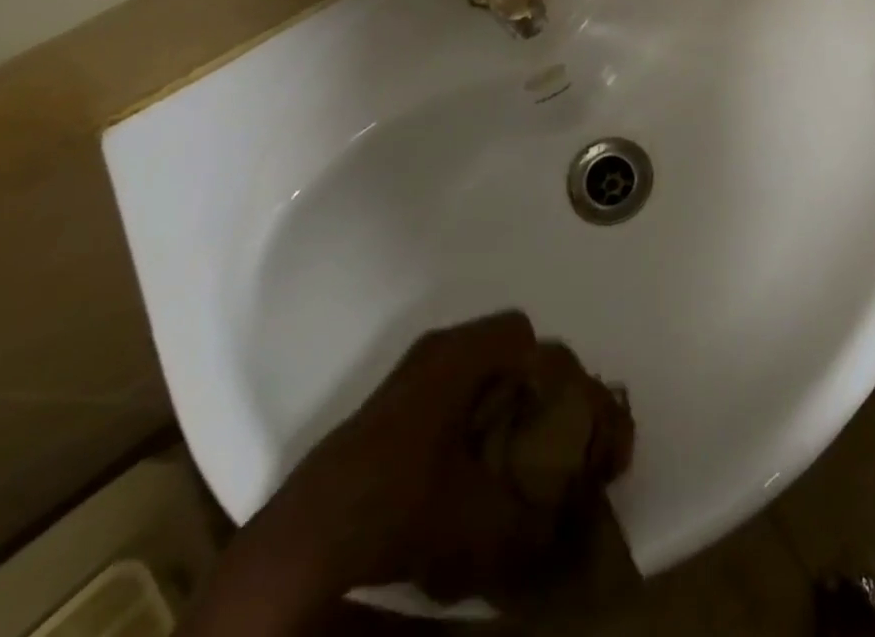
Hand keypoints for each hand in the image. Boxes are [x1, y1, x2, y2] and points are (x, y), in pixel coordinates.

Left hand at [220, 312, 551, 621]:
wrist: (302, 542)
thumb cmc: (400, 506)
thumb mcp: (481, 522)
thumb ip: (537, 521)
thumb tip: (572, 526)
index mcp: (460, 354)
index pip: (523, 332)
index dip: (551, 369)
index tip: (563, 415)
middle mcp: (436, 351)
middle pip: (502, 351)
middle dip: (530, 391)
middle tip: (545, 438)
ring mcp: (408, 375)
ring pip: (474, 374)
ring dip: (500, 408)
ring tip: (512, 458)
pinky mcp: (387, 407)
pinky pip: (448, 394)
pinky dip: (469, 423)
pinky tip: (469, 472)